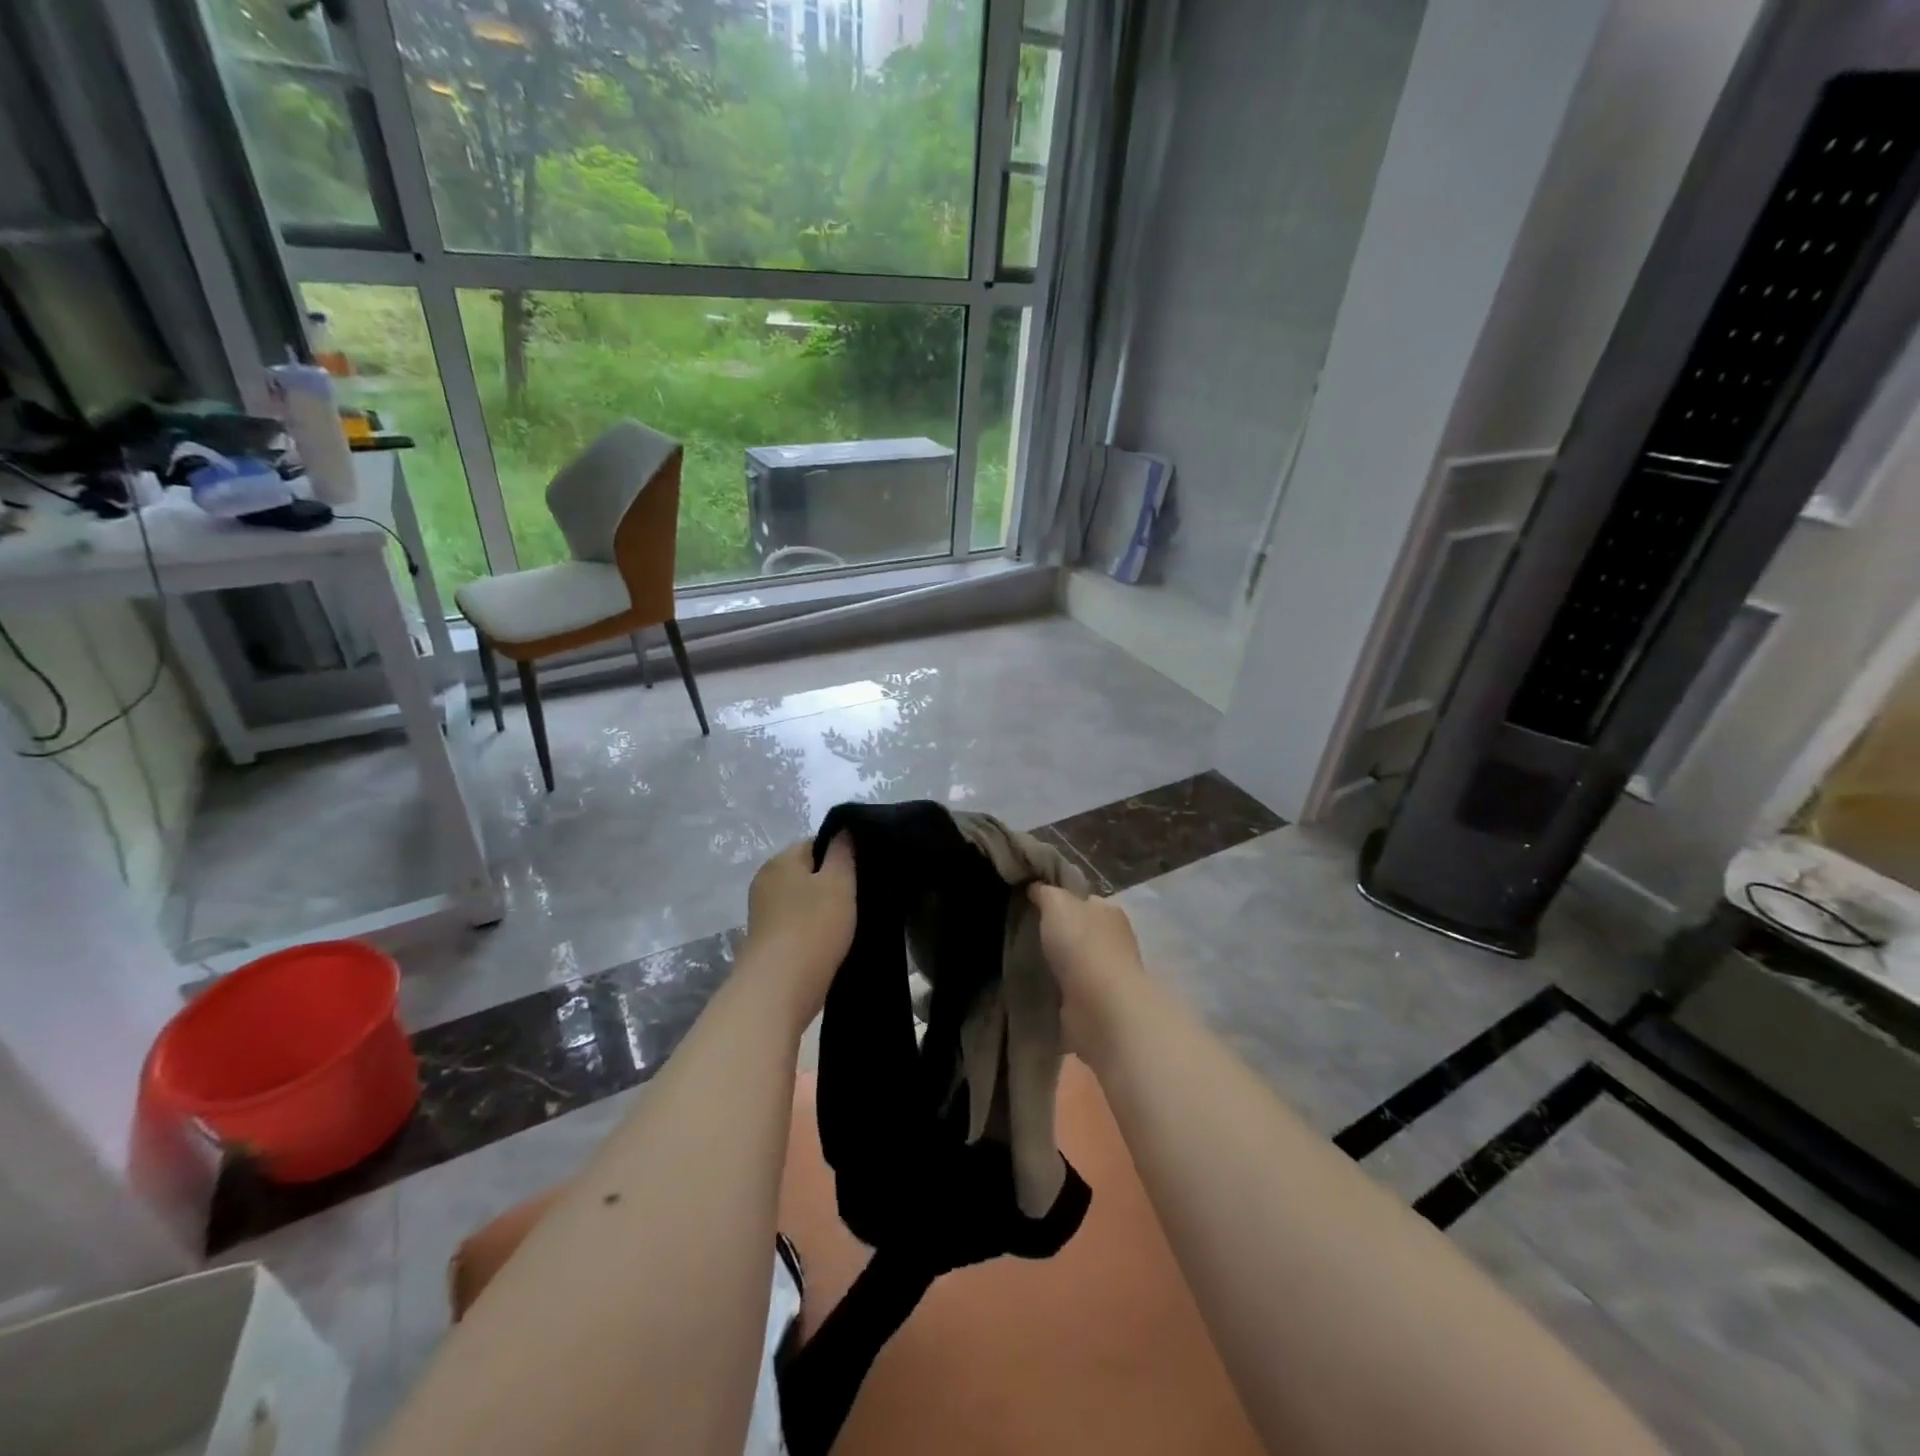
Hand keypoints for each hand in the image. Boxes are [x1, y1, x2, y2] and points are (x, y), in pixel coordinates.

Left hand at [743, 835, 855, 1020]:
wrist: (779, 989)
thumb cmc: (813, 927)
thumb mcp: (839, 882)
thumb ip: (843, 852)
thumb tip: (844, 829)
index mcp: (781, 860)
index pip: (816, 843)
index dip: (842, 855)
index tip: (863, 873)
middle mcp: (766, 881)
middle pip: (808, 872)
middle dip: (832, 883)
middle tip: (860, 898)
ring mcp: (762, 913)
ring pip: (803, 901)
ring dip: (823, 910)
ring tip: (849, 924)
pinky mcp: (766, 941)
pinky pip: (796, 925)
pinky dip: (812, 931)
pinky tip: (830, 943)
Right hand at [1028, 884, 1147, 1059]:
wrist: (1101, 1007)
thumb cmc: (1081, 945)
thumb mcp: (1057, 904)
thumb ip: (1046, 893)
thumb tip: (1036, 887)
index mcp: (1108, 911)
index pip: (1083, 899)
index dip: (1061, 900)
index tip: (1034, 906)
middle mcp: (1113, 940)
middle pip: (1081, 930)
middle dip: (1059, 934)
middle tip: (1025, 935)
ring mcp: (1107, 974)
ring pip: (1077, 961)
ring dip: (1059, 964)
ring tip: (1026, 963)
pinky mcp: (1098, 1004)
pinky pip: (1072, 989)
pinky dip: (1059, 989)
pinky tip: (1039, 988)